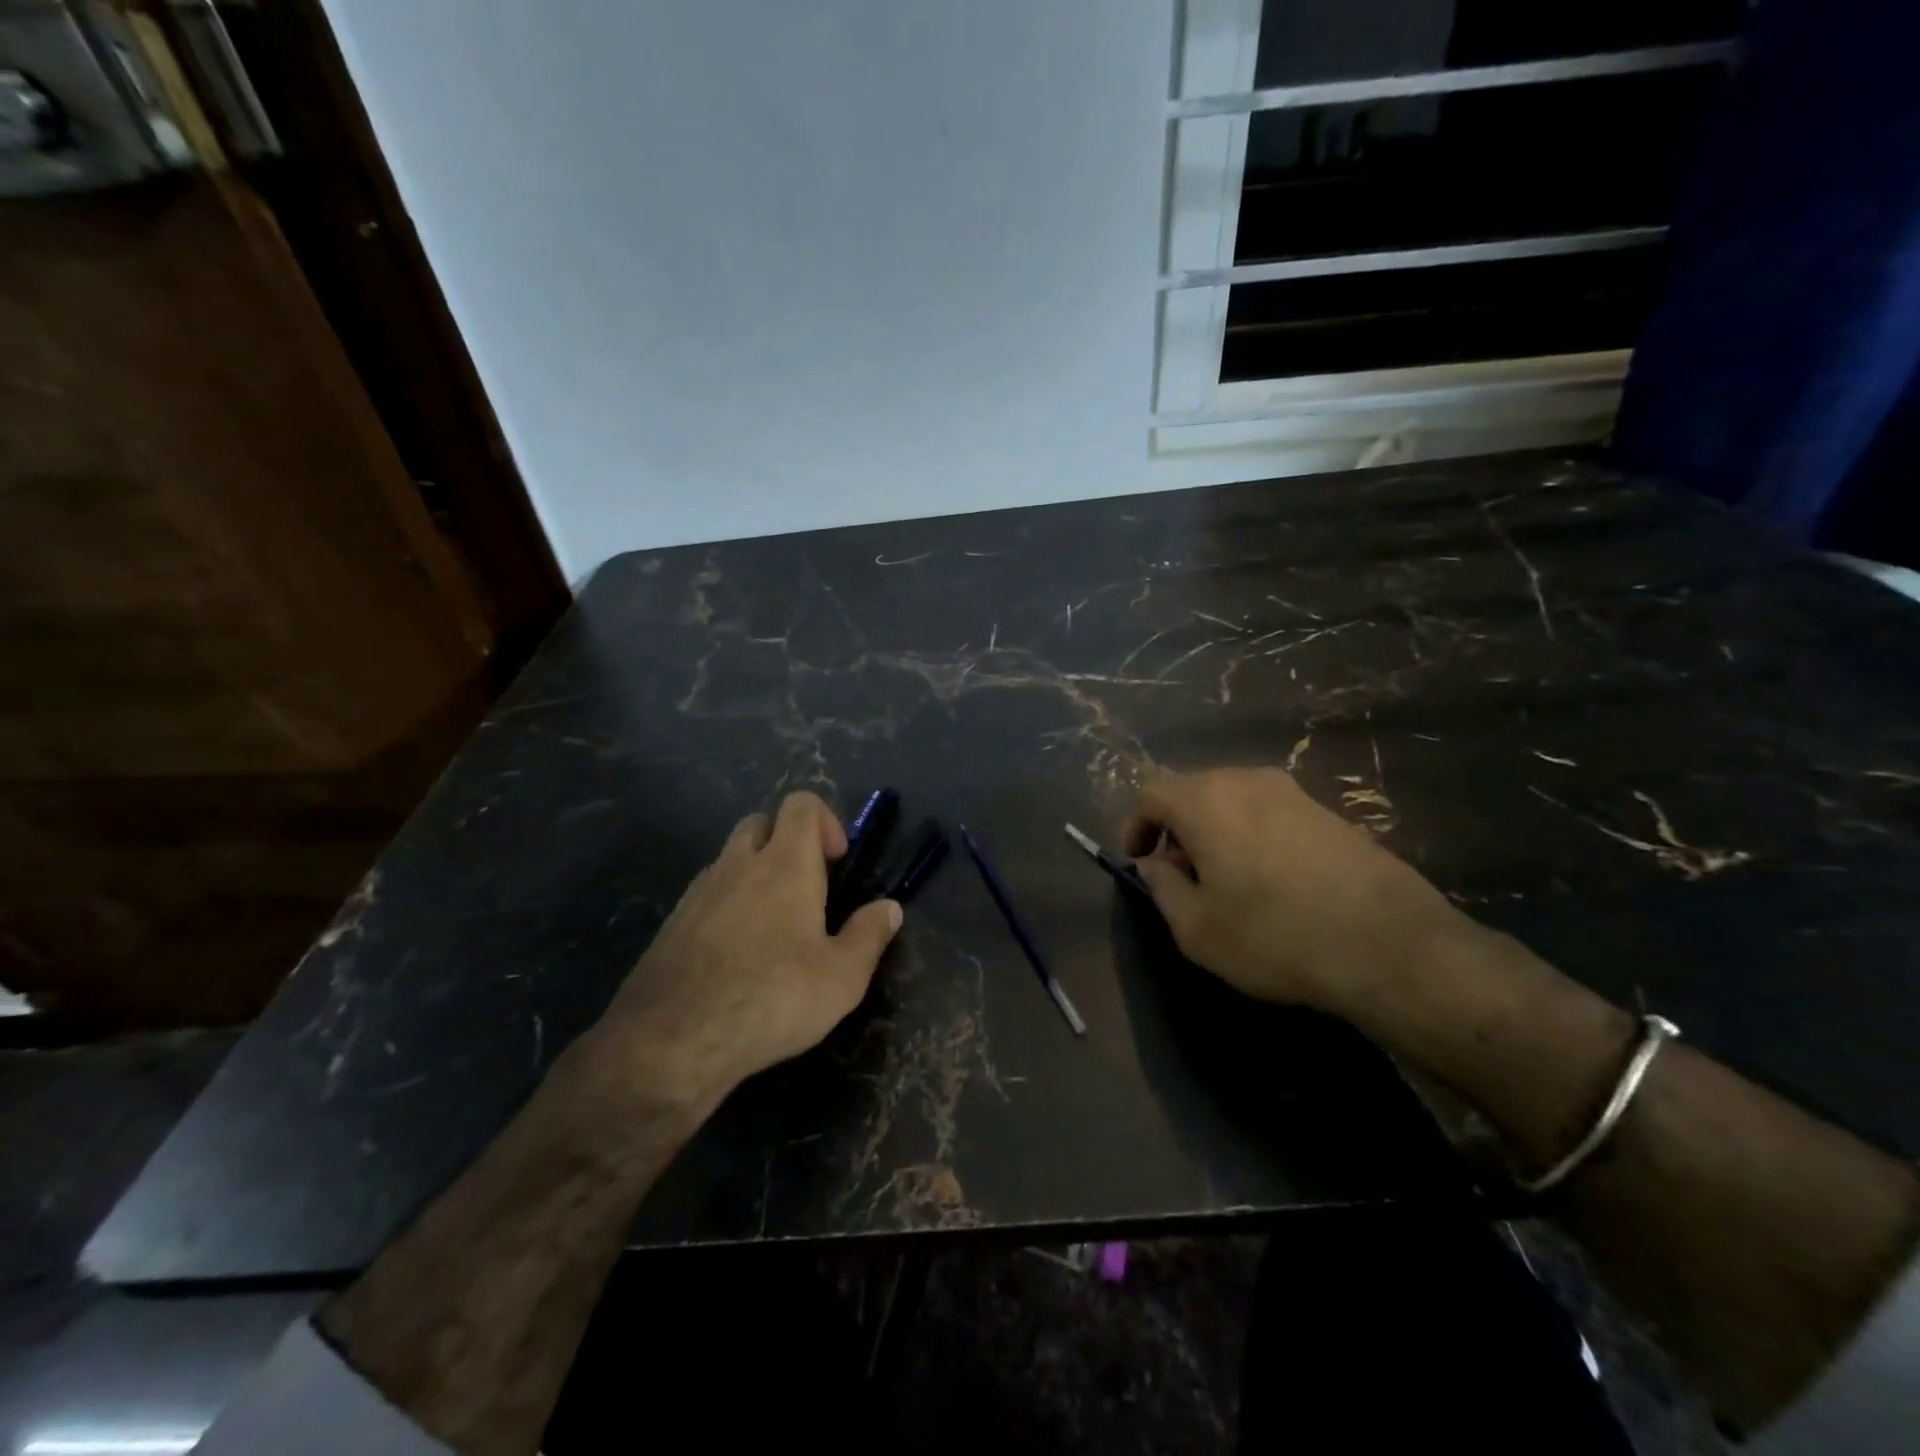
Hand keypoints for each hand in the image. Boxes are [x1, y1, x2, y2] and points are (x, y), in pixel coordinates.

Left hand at [588, 792, 901, 1109]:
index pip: (801, 804)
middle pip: (761, 822)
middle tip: (807, 887)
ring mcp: (699, 891)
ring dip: (754, 873)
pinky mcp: (673, 922)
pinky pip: (707, 893)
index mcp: (785, 864)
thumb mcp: (842, 977)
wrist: (673, 1039)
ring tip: (774, 926)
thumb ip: (869, 936)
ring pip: (730, 858)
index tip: (837, 862)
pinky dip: (727, 904)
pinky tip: (737, 953)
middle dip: (786, 841)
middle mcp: (739, 864)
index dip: (826, 821)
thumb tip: (890, 908)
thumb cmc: (772, 998)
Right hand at [1122, 766, 1471, 1020]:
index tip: (1140, 861)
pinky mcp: (1329, 811)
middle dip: (1176, 829)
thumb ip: (1162, 888)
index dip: (1136, 825)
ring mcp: (1293, 792)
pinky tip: (1271, 882)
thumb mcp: (1197, 929)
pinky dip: (1252, 836)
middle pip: (1192, 791)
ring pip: (1233, 800)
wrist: (1391, 946)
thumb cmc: (1275, 936)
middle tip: (1181, 877)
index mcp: (1205, 800)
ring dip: (1215, 832)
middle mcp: (1246, 781)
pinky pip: (1270, 813)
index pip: (1150, 793)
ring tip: (1225, 882)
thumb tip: (1156, 864)